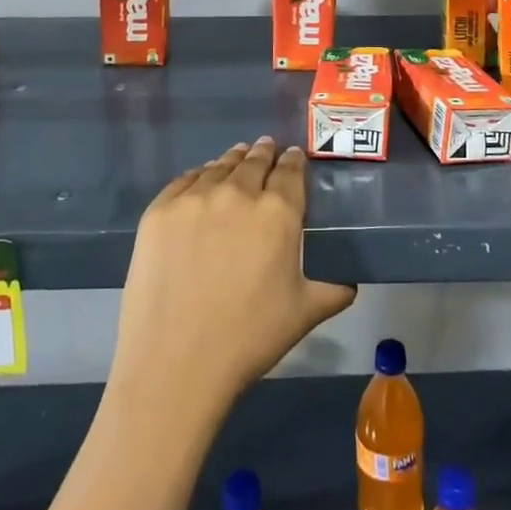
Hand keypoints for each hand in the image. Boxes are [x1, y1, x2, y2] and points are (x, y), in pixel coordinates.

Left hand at [110, 138, 355, 427]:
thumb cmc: (248, 338)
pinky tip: (201, 179)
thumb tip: (350, 283)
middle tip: (267, 148)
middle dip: (264, 153)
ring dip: (232, 160)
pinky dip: (198, 175)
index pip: (290, 172)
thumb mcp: (303, 314)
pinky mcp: (159, 210)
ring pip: (219, 166)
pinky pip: (184, 180)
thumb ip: (332, 290)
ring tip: (237, 156)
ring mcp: (195, 198)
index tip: (294, 156)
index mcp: (278, 212)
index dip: (294, 161)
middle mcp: (238, 193)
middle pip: (254, 162)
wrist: (174, 361)